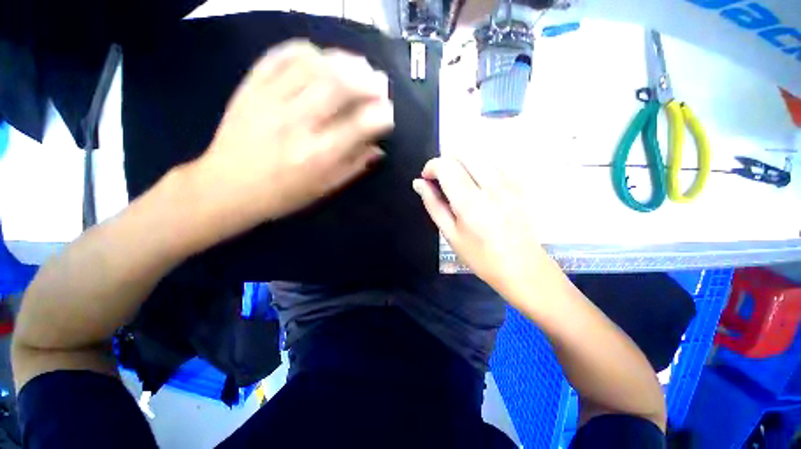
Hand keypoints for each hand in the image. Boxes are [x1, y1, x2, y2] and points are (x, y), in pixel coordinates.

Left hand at [193, 40, 393, 227]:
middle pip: (339, 86)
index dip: (382, 115)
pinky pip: (280, 56)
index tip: (389, 113)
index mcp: (318, 155)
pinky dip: (305, 50)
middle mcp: (298, 124)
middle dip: (367, 81)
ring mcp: (271, 100)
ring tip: (358, 66)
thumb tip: (378, 149)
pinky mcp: (251, 87)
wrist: (226, 187)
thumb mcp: (324, 190)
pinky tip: (320, 57)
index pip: (360, 125)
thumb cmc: (282, 195)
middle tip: (379, 83)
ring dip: (342, 61)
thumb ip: (353, 167)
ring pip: (313, 64)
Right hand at [413, 156, 545, 297]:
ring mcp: (509, 182)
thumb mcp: (450, 234)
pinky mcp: (519, 183)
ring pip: (478, 154)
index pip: (445, 165)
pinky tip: (480, 185)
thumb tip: (418, 183)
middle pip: (462, 153)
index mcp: (469, 202)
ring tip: (460, 184)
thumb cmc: (480, 256)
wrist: (522, 267)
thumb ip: (433, 204)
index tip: (427, 179)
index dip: (431, 167)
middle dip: (446, 163)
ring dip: (462, 163)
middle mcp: (490, 185)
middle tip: (442, 183)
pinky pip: (494, 162)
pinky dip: (480, 166)